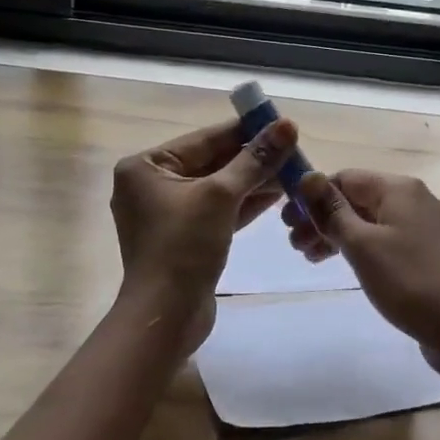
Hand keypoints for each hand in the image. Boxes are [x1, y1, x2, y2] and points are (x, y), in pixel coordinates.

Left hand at [111, 117, 298, 352]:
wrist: (166, 317)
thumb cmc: (183, 247)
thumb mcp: (220, 196)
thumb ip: (254, 159)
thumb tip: (286, 125)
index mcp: (145, 167)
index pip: (204, 138)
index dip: (244, 129)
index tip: (279, 121)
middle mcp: (152, 185)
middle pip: (211, 161)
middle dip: (253, 157)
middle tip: (293, 147)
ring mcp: (168, 214)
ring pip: (218, 187)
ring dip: (254, 180)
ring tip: (293, 169)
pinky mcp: (186, 237)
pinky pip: (218, 210)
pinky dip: (245, 203)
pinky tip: (278, 193)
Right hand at [286, 170, 439, 367]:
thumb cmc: (409, 281)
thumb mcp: (362, 245)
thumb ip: (331, 210)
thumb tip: (307, 177)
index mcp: (399, 189)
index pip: (345, 177)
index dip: (312, 196)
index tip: (286, 222)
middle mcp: (415, 199)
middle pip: (357, 199)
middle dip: (323, 218)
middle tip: (295, 244)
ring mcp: (426, 227)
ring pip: (371, 222)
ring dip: (338, 235)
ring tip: (311, 258)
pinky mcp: (430, 254)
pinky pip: (387, 240)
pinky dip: (362, 248)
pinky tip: (346, 266)